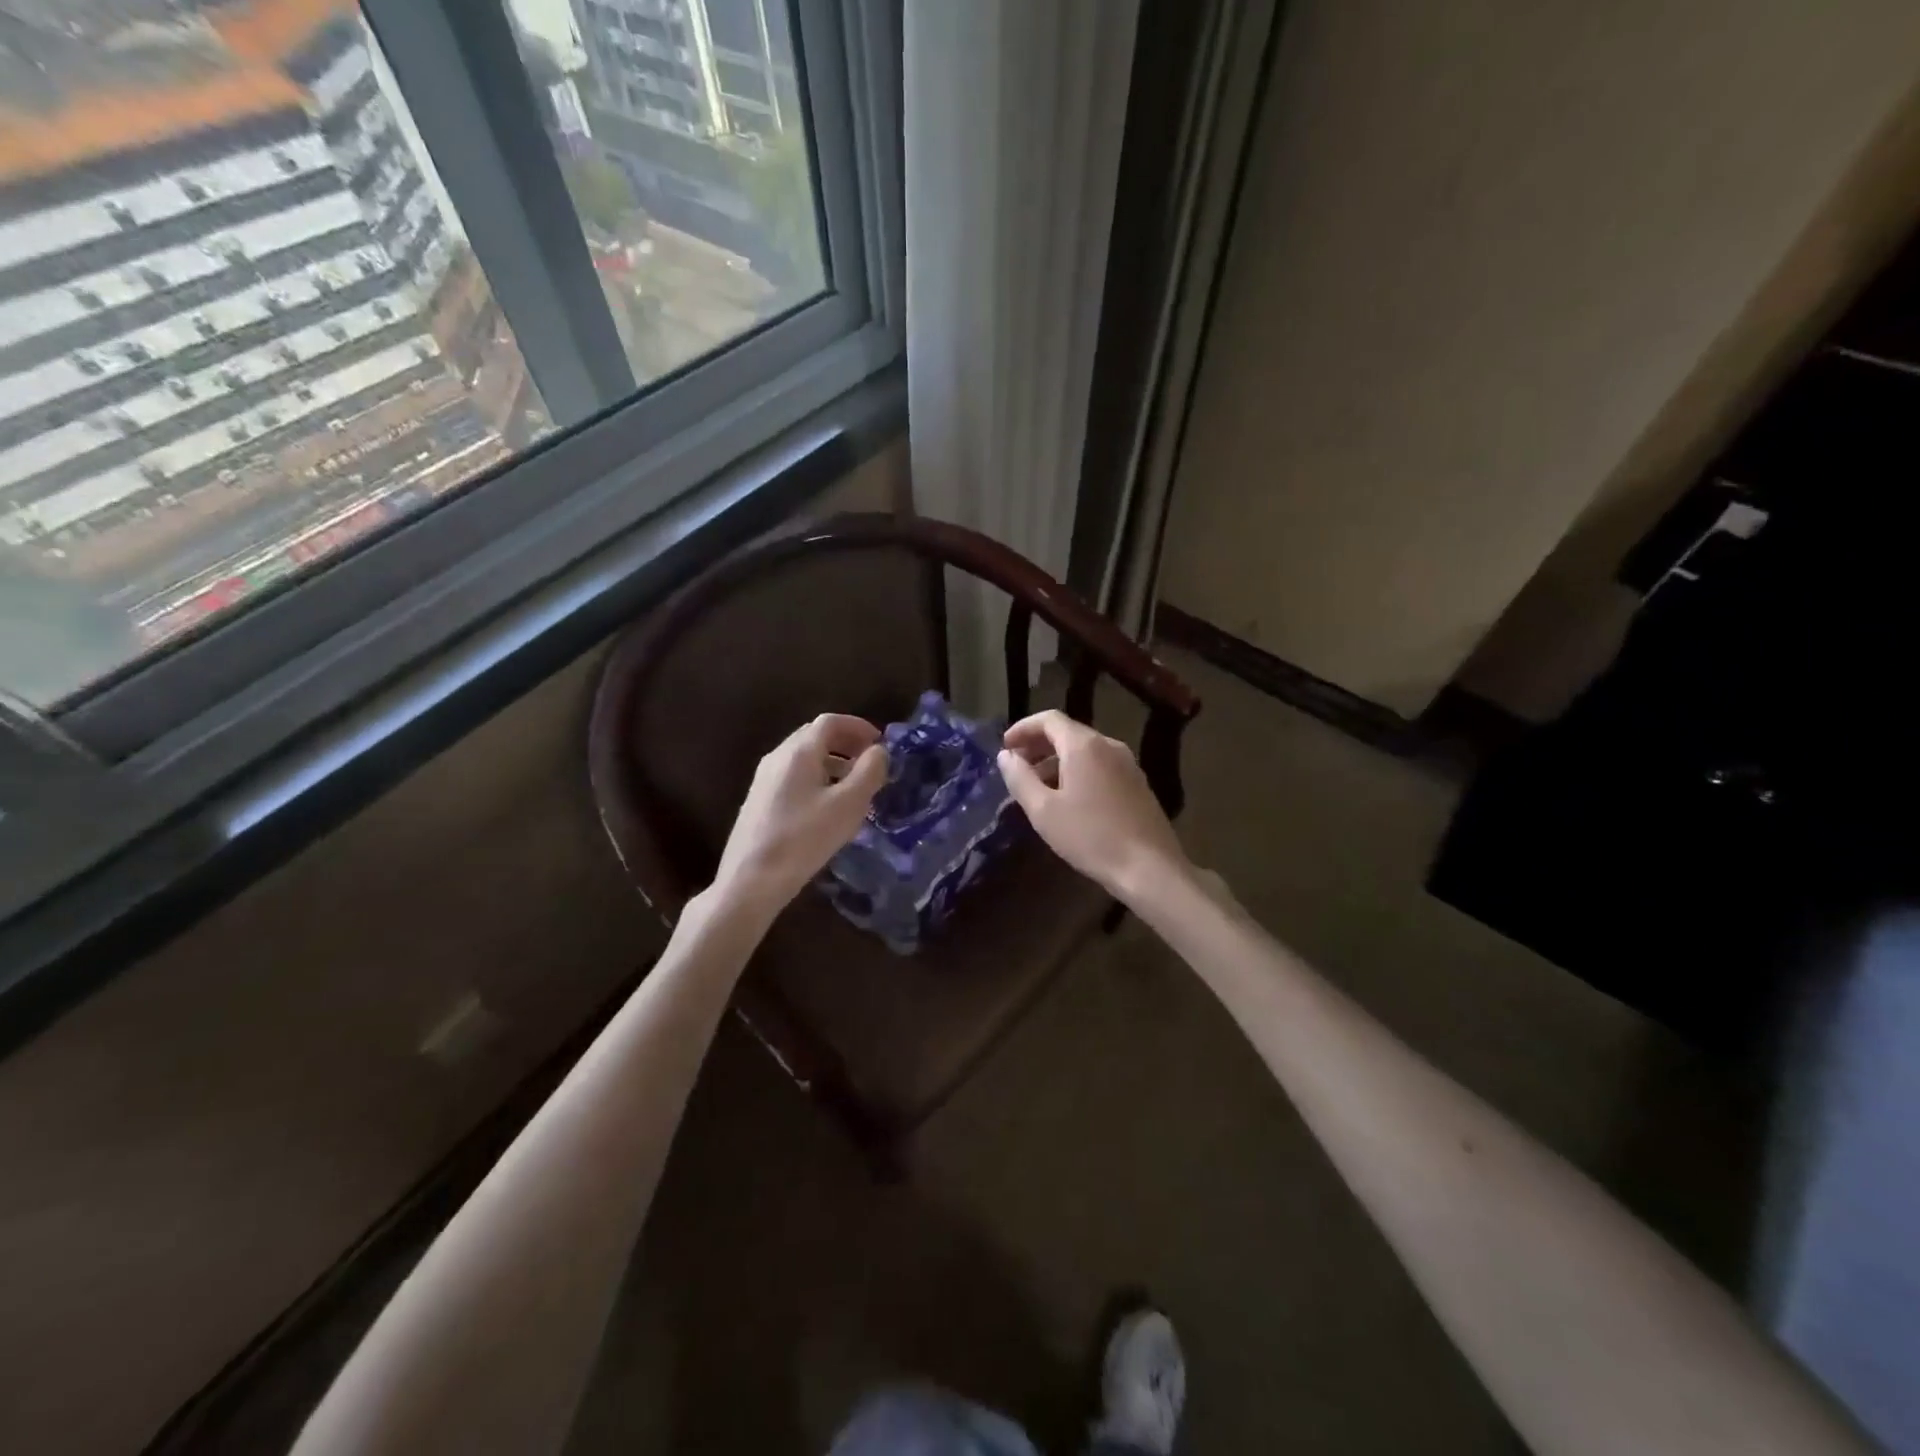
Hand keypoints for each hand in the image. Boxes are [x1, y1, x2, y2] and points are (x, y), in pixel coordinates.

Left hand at [711, 714, 889, 916]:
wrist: (750, 880)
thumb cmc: (804, 838)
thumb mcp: (848, 805)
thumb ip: (869, 772)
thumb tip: (878, 751)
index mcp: (799, 752)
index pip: (830, 722)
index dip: (857, 726)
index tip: (879, 742)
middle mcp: (778, 757)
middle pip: (814, 736)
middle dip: (845, 744)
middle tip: (869, 762)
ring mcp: (764, 780)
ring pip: (803, 758)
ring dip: (832, 763)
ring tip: (854, 787)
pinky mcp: (759, 802)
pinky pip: (793, 777)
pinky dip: (817, 779)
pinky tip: (827, 807)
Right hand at [998, 709, 1190, 903]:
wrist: (1149, 868)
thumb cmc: (1090, 837)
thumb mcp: (1043, 810)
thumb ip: (1020, 778)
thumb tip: (1005, 756)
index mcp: (1084, 746)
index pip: (1049, 719)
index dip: (1023, 728)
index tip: (1005, 747)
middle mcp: (1109, 745)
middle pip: (1067, 732)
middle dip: (1038, 745)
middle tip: (1017, 766)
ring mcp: (1128, 764)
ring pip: (1085, 751)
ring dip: (1056, 761)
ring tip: (1037, 787)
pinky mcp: (1137, 784)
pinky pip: (1100, 766)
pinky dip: (1077, 772)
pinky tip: (1068, 799)